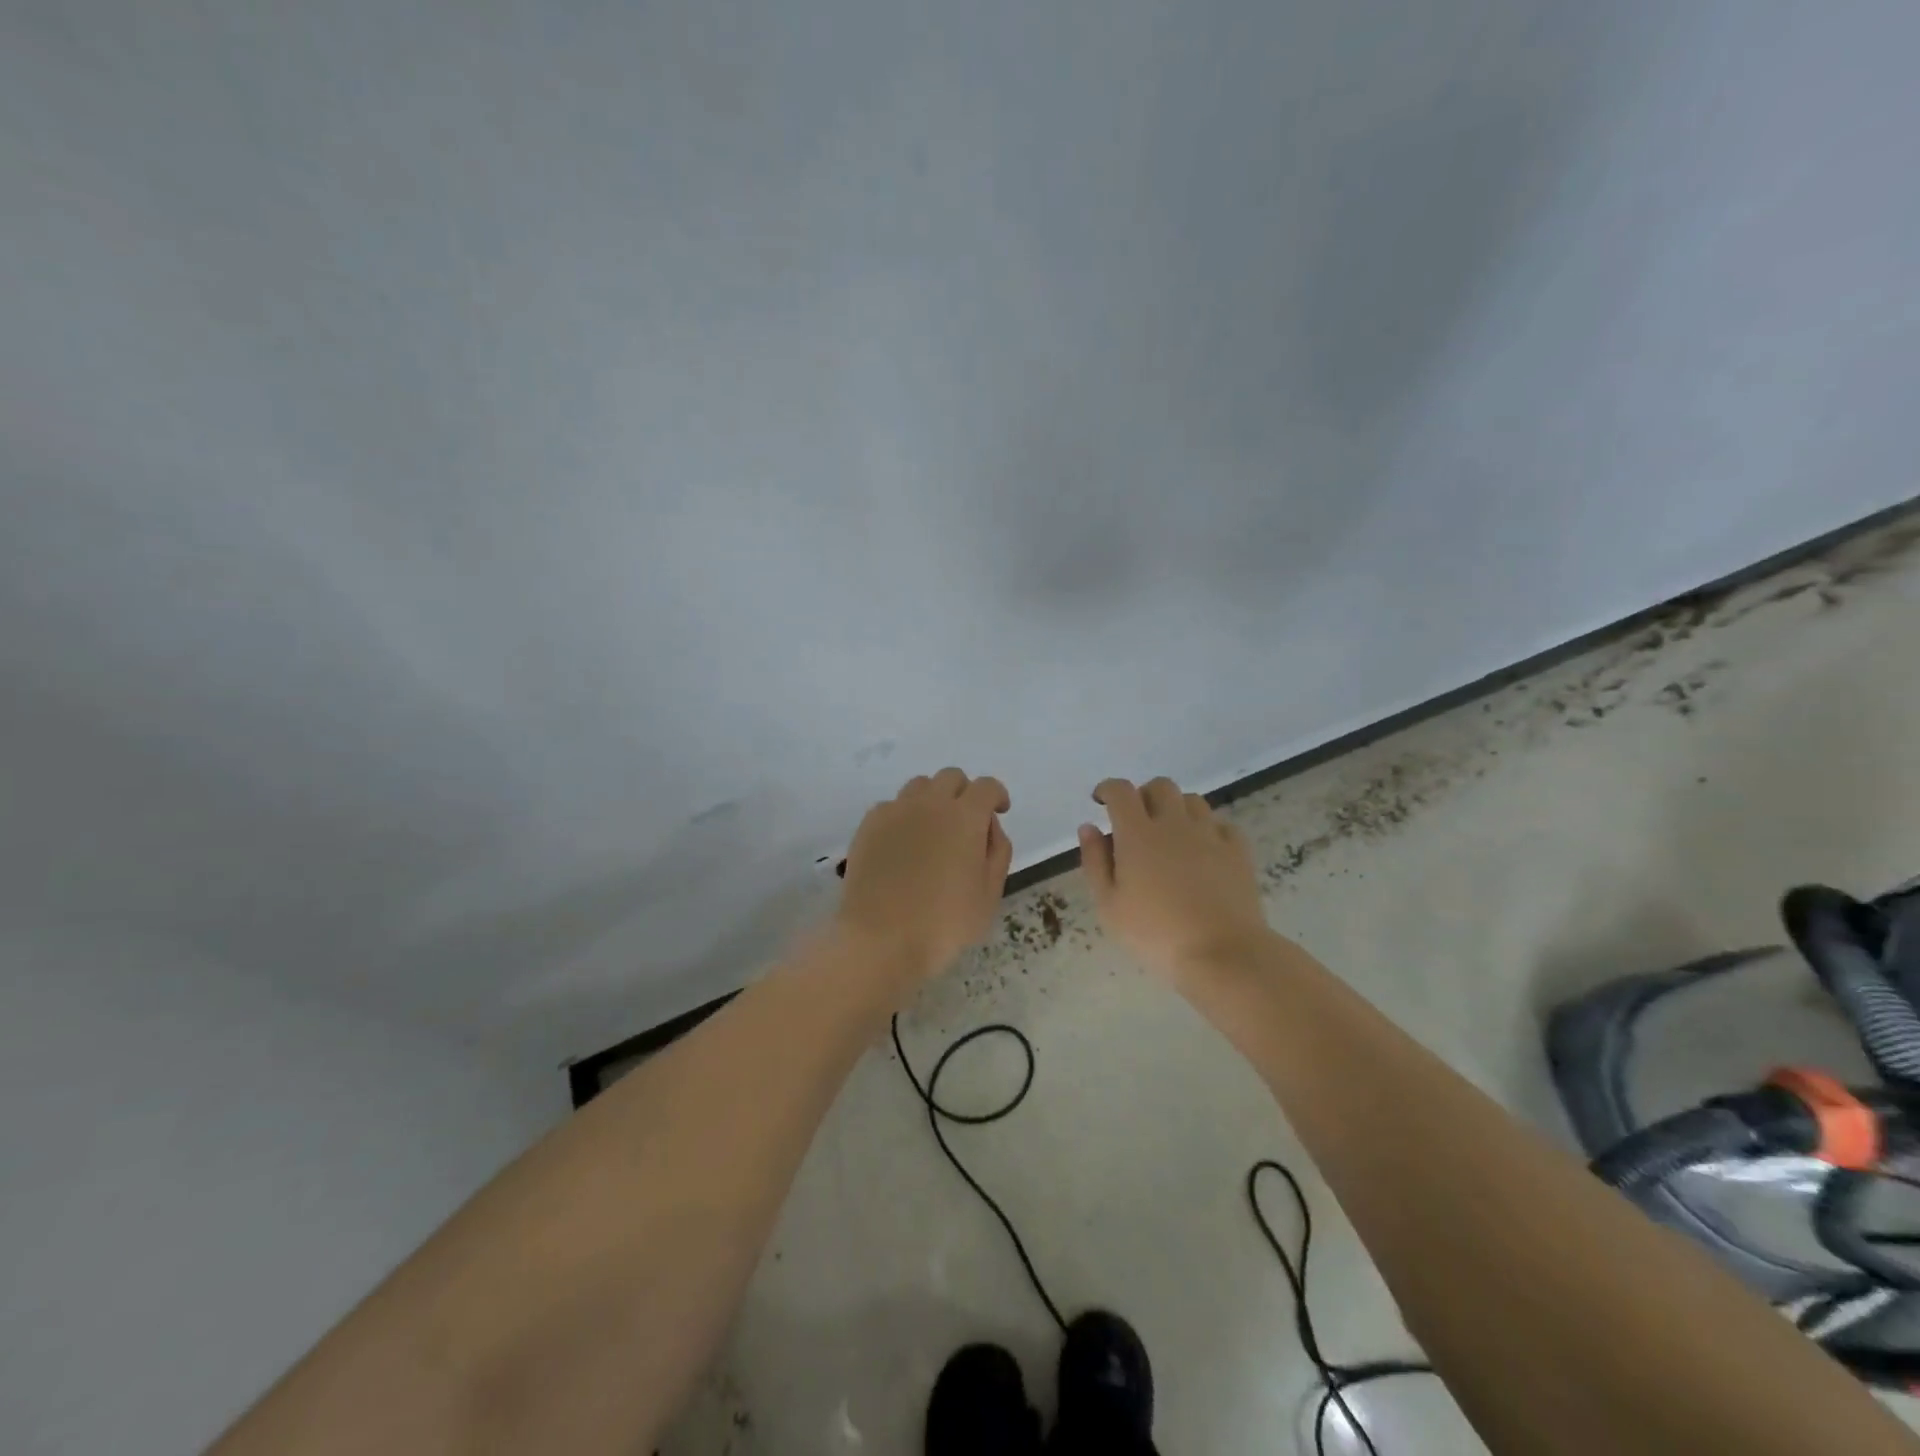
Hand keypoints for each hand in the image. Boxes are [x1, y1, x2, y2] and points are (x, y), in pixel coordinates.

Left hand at [836, 767, 1013, 982]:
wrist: (880, 939)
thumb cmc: (944, 923)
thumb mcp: (989, 895)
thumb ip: (997, 852)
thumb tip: (989, 827)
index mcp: (965, 817)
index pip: (986, 787)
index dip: (996, 795)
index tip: (998, 811)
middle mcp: (930, 803)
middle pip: (951, 777)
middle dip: (964, 793)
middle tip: (966, 823)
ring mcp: (895, 811)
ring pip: (919, 786)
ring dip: (932, 799)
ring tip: (932, 830)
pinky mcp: (868, 825)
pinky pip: (891, 806)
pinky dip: (903, 816)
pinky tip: (902, 844)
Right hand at [1078, 776, 1270, 980]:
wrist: (1222, 953)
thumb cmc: (1155, 934)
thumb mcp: (1108, 906)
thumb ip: (1095, 862)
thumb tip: (1089, 827)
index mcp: (1137, 833)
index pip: (1121, 791)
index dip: (1108, 789)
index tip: (1100, 801)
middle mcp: (1174, 824)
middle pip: (1160, 786)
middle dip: (1144, 796)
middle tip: (1136, 822)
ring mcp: (1210, 835)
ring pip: (1193, 801)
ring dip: (1176, 809)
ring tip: (1170, 836)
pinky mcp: (1238, 851)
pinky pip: (1221, 825)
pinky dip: (1208, 829)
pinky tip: (1203, 851)